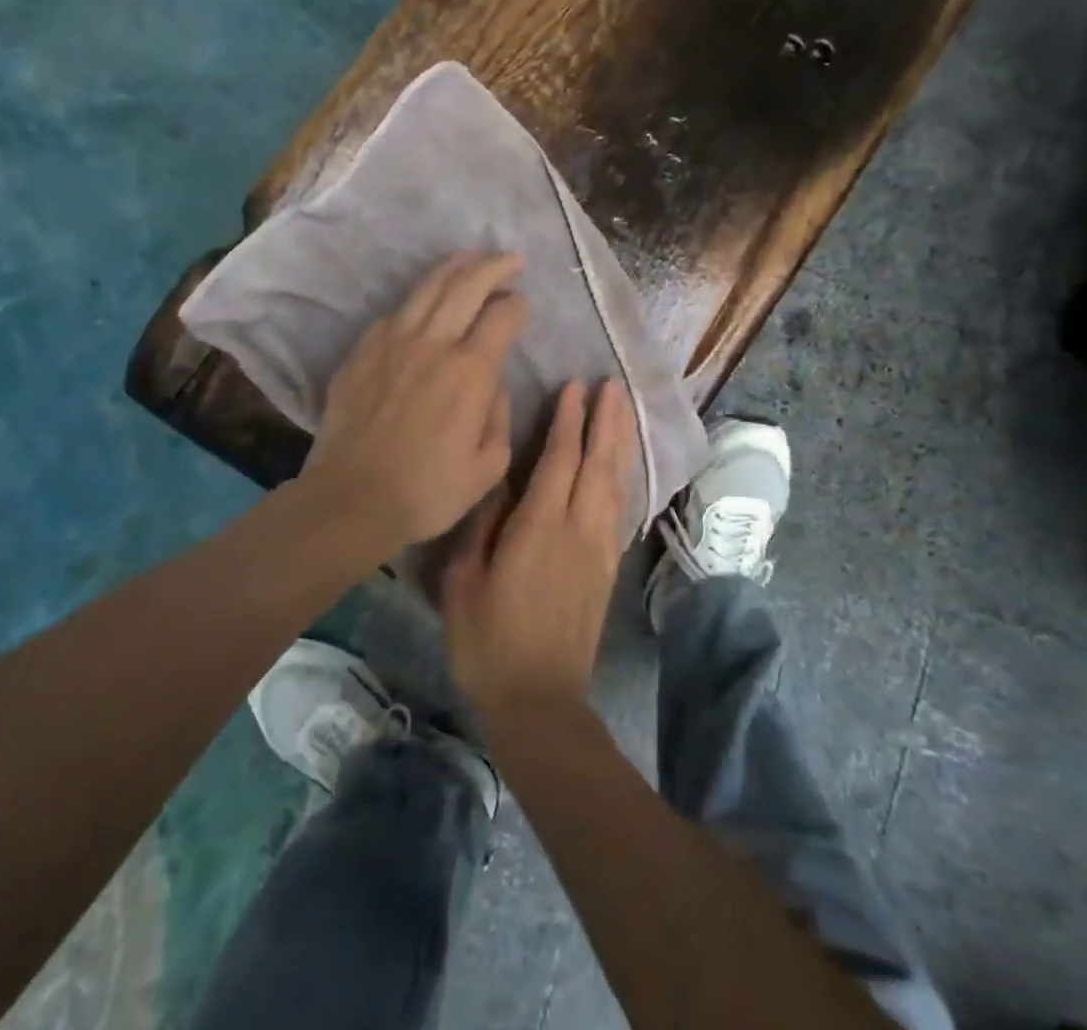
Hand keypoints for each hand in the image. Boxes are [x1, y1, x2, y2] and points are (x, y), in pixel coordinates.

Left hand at [304, 253, 527, 548]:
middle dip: (494, 265)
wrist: (351, 500)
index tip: (522, 306)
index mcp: (469, 371)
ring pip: (428, 287)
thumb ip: (500, 415)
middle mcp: (432, 343)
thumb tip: (494, 384)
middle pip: (467, 284)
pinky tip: (425, 302)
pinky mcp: (361, 351)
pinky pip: (395, 311)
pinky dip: (418, 299)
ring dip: (455, 267)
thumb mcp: (489, 465)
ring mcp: (391, 342)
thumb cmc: (428, 491)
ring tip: (471, 257)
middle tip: (511, 258)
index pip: (502, 316)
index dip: (518, 305)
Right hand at [443, 378, 633, 725]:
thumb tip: (497, 482)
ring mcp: (598, 548)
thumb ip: (482, 527)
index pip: (560, 459)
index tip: (575, 386)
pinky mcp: (607, 568)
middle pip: (598, 462)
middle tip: (612, 384)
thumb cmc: (489, 643)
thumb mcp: (464, 583)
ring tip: (622, 410)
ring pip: (614, 482)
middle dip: (606, 420)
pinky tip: (620, 466)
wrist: (541, 701)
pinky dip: (622, 477)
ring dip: (619, 442)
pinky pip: (618, 508)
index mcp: (539, 527)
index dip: (569, 420)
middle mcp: (577, 529)